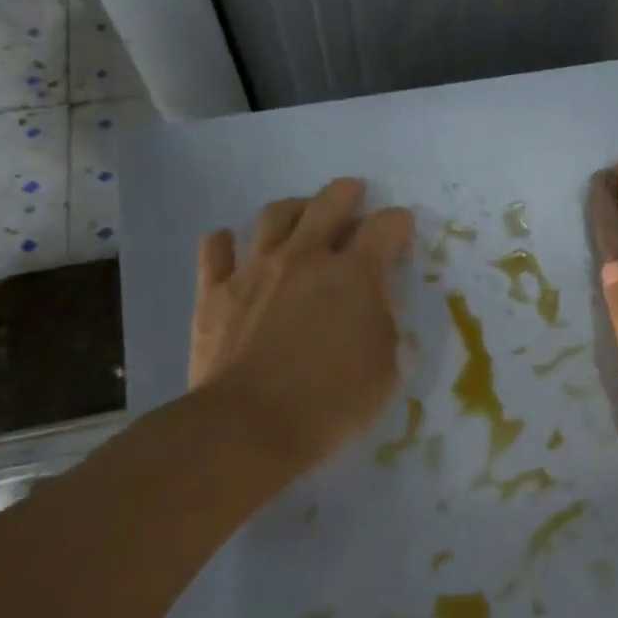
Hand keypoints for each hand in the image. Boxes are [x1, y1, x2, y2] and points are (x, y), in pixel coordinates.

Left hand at [188, 178, 413, 474]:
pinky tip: (231, 242)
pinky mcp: (215, 293)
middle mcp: (305, 259)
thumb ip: (383, 325)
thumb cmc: (332, 402)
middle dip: (346, 193)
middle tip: (354, 191)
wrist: (250, 426)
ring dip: (293, 208)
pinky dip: (226, 241)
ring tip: (301, 211)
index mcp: (353, 275)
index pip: (384, 229)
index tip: (402, 225)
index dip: (398, 222)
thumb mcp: (385, 368)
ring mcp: (255, 271)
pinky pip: (216, 251)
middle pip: (328, 205)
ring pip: (273, 217)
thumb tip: (374, 304)